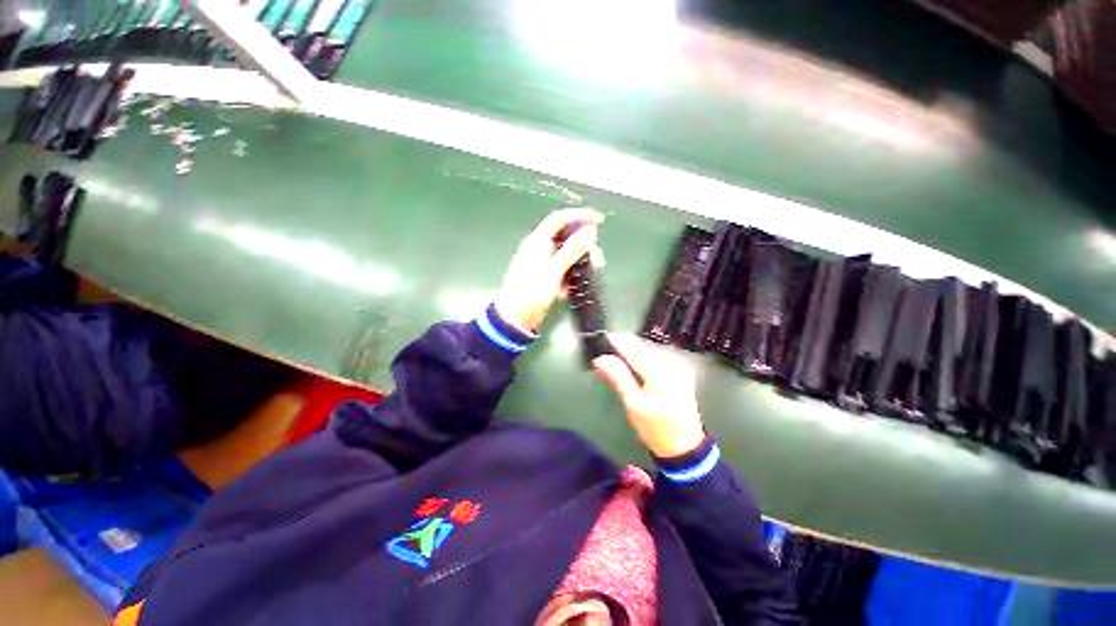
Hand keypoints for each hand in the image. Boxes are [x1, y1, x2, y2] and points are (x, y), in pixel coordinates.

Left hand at [495, 208, 603, 332]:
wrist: (516, 319)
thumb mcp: (553, 270)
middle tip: (597, 258)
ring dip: (581, 261)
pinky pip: (564, 269)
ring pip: (568, 254)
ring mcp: (544, 263)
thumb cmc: (531, 291)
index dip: (580, 216)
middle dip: (584, 245)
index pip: (560, 219)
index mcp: (538, 241)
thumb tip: (590, 230)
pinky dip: (572, 274)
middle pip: (567, 237)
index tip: (600, 220)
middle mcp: (541, 248)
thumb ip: (572, 250)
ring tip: (592, 272)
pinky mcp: (547, 277)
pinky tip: (575, 285)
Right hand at [592, 334, 705, 457]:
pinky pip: (653, 358)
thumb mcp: (633, 405)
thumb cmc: (656, 428)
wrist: (684, 447)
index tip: (598, 342)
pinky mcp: (677, 371)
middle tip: (601, 361)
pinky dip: (638, 361)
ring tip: (611, 367)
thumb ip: (618, 377)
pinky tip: (628, 370)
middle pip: (640, 346)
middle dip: (619, 350)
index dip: (614, 342)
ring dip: (627, 355)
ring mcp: (676, 366)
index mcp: (660, 371)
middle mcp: (671, 363)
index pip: (633, 348)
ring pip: (646, 351)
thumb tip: (601, 358)